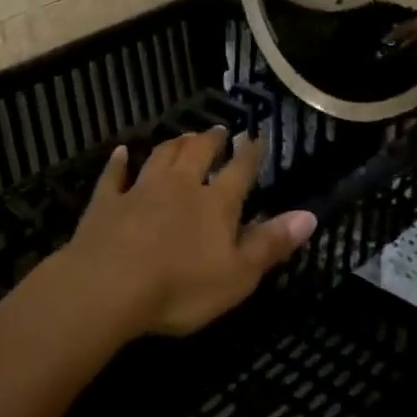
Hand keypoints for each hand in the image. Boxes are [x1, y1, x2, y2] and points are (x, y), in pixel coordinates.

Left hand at [56, 128, 316, 336]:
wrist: (109, 286)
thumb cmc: (181, 287)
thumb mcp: (238, 275)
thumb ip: (271, 244)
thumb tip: (309, 215)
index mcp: (215, 204)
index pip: (239, 172)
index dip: (250, 154)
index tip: (256, 137)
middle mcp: (179, 187)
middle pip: (197, 154)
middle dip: (210, 140)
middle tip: (218, 129)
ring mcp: (139, 191)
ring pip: (160, 157)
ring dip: (173, 144)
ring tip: (183, 136)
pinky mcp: (106, 203)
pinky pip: (113, 176)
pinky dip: (118, 163)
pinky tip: (120, 152)